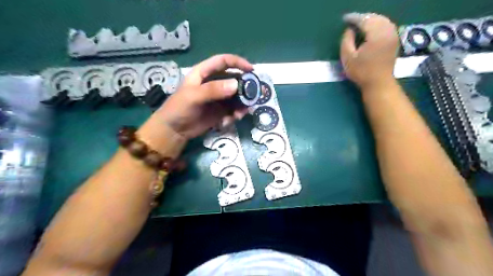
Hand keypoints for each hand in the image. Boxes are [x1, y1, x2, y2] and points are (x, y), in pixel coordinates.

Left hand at [151, 54, 251, 139]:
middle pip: (234, 79)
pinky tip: (230, 121)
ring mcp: (218, 98)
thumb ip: (213, 90)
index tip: (251, 70)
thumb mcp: (194, 96)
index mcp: (204, 73)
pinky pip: (234, 109)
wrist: (175, 130)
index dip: (237, 63)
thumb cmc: (179, 108)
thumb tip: (235, 85)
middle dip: (244, 88)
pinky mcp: (221, 110)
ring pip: (236, 96)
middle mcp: (214, 83)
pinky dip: (235, 114)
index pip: (223, 61)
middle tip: (252, 97)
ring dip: (241, 105)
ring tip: (239, 115)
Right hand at [344, 13, 399, 87]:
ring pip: (382, 20)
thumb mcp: (348, 58)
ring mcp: (393, 35)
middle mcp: (387, 32)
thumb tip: (349, 30)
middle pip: (375, 18)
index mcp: (376, 35)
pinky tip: (371, 28)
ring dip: (371, 19)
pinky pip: (387, 25)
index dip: (354, 18)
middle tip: (351, 21)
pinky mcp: (394, 40)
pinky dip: (378, 23)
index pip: (364, 20)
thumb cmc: (361, 72)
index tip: (345, 19)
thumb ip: (346, 41)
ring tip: (360, 23)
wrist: (378, 83)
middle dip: (363, 17)